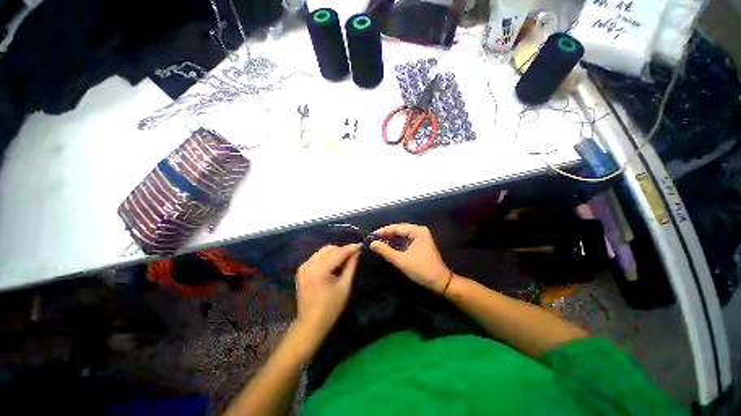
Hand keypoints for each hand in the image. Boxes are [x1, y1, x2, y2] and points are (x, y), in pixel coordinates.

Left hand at [295, 244, 360, 340]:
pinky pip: (318, 257)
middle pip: (329, 249)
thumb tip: (357, 252)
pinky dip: (328, 257)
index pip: (337, 253)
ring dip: (335, 252)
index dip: (350, 248)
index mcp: (319, 270)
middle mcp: (309, 265)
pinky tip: (335, 263)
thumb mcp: (345, 287)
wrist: (310, 324)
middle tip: (355, 254)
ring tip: (346, 258)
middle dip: (343, 250)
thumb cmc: (330, 308)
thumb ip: (351, 266)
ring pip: (323, 251)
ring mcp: (303, 266)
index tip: (361, 245)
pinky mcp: (302, 269)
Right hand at [370, 223, 450, 292]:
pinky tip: (388, 246)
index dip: (384, 230)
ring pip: (402, 235)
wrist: (440, 282)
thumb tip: (372, 243)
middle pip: (399, 229)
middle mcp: (420, 231)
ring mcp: (421, 237)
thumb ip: (385, 251)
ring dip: (391, 238)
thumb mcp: (401, 260)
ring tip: (378, 242)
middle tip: (373, 238)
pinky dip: (397, 243)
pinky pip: (406, 240)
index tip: (372, 235)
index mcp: (417, 231)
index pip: (397, 227)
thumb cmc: (421, 269)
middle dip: (387, 234)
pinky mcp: (420, 244)